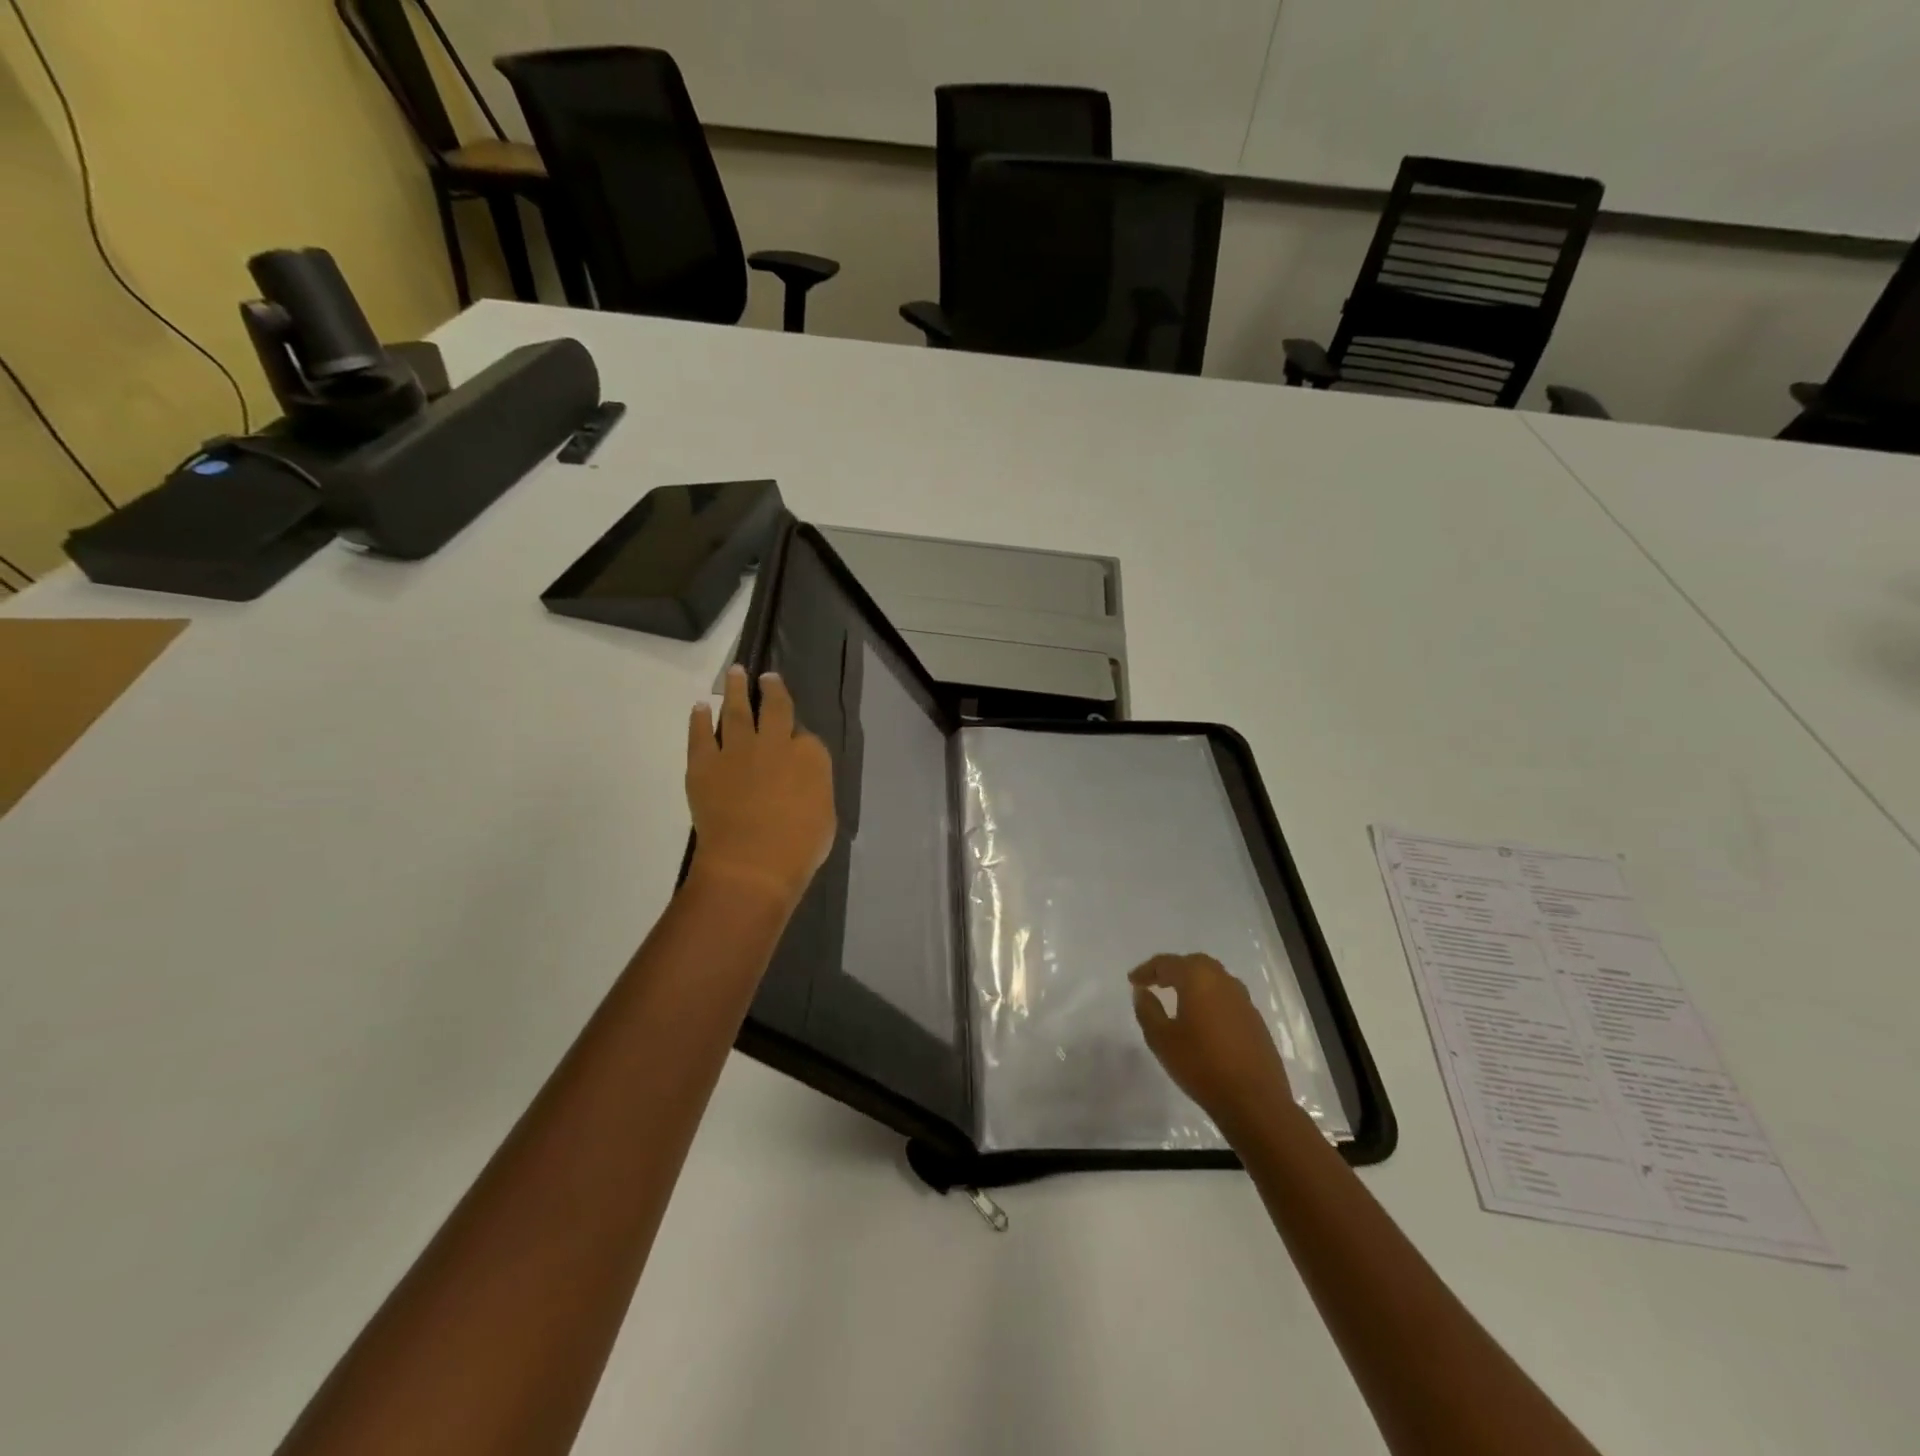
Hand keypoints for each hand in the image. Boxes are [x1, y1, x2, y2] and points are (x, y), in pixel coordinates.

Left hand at [686, 664, 835, 907]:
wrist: (751, 864)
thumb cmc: (799, 849)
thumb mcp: (825, 816)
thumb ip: (813, 789)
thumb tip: (802, 782)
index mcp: (810, 756)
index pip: (806, 736)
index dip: (798, 736)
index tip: (794, 736)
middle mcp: (774, 743)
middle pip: (774, 708)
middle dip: (770, 689)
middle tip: (765, 677)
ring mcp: (737, 750)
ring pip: (735, 711)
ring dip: (734, 690)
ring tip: (733, 673)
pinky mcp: (704, 764)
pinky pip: (700, 735)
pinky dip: (699, 719)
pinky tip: (699, 707)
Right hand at [1130, 953, 1294, 1135]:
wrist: (1254, 1101)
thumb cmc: (1201, 1065)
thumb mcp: (1161, 1039)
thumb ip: (1147, 1010)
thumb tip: (1143, 992)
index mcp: (1198, 979)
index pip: (1167, 963)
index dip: (1147, 970)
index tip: (1133, 980)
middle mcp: (1223, 981)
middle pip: (1194, 964)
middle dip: (1173, 970)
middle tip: (1156, 982)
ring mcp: (1244, 1001)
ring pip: (1214, 979)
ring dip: (1194, 982)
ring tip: (1178, 998)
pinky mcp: (1255, 1021)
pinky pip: (1227, 998)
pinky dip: (1210, 999)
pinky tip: (1203, 1019)